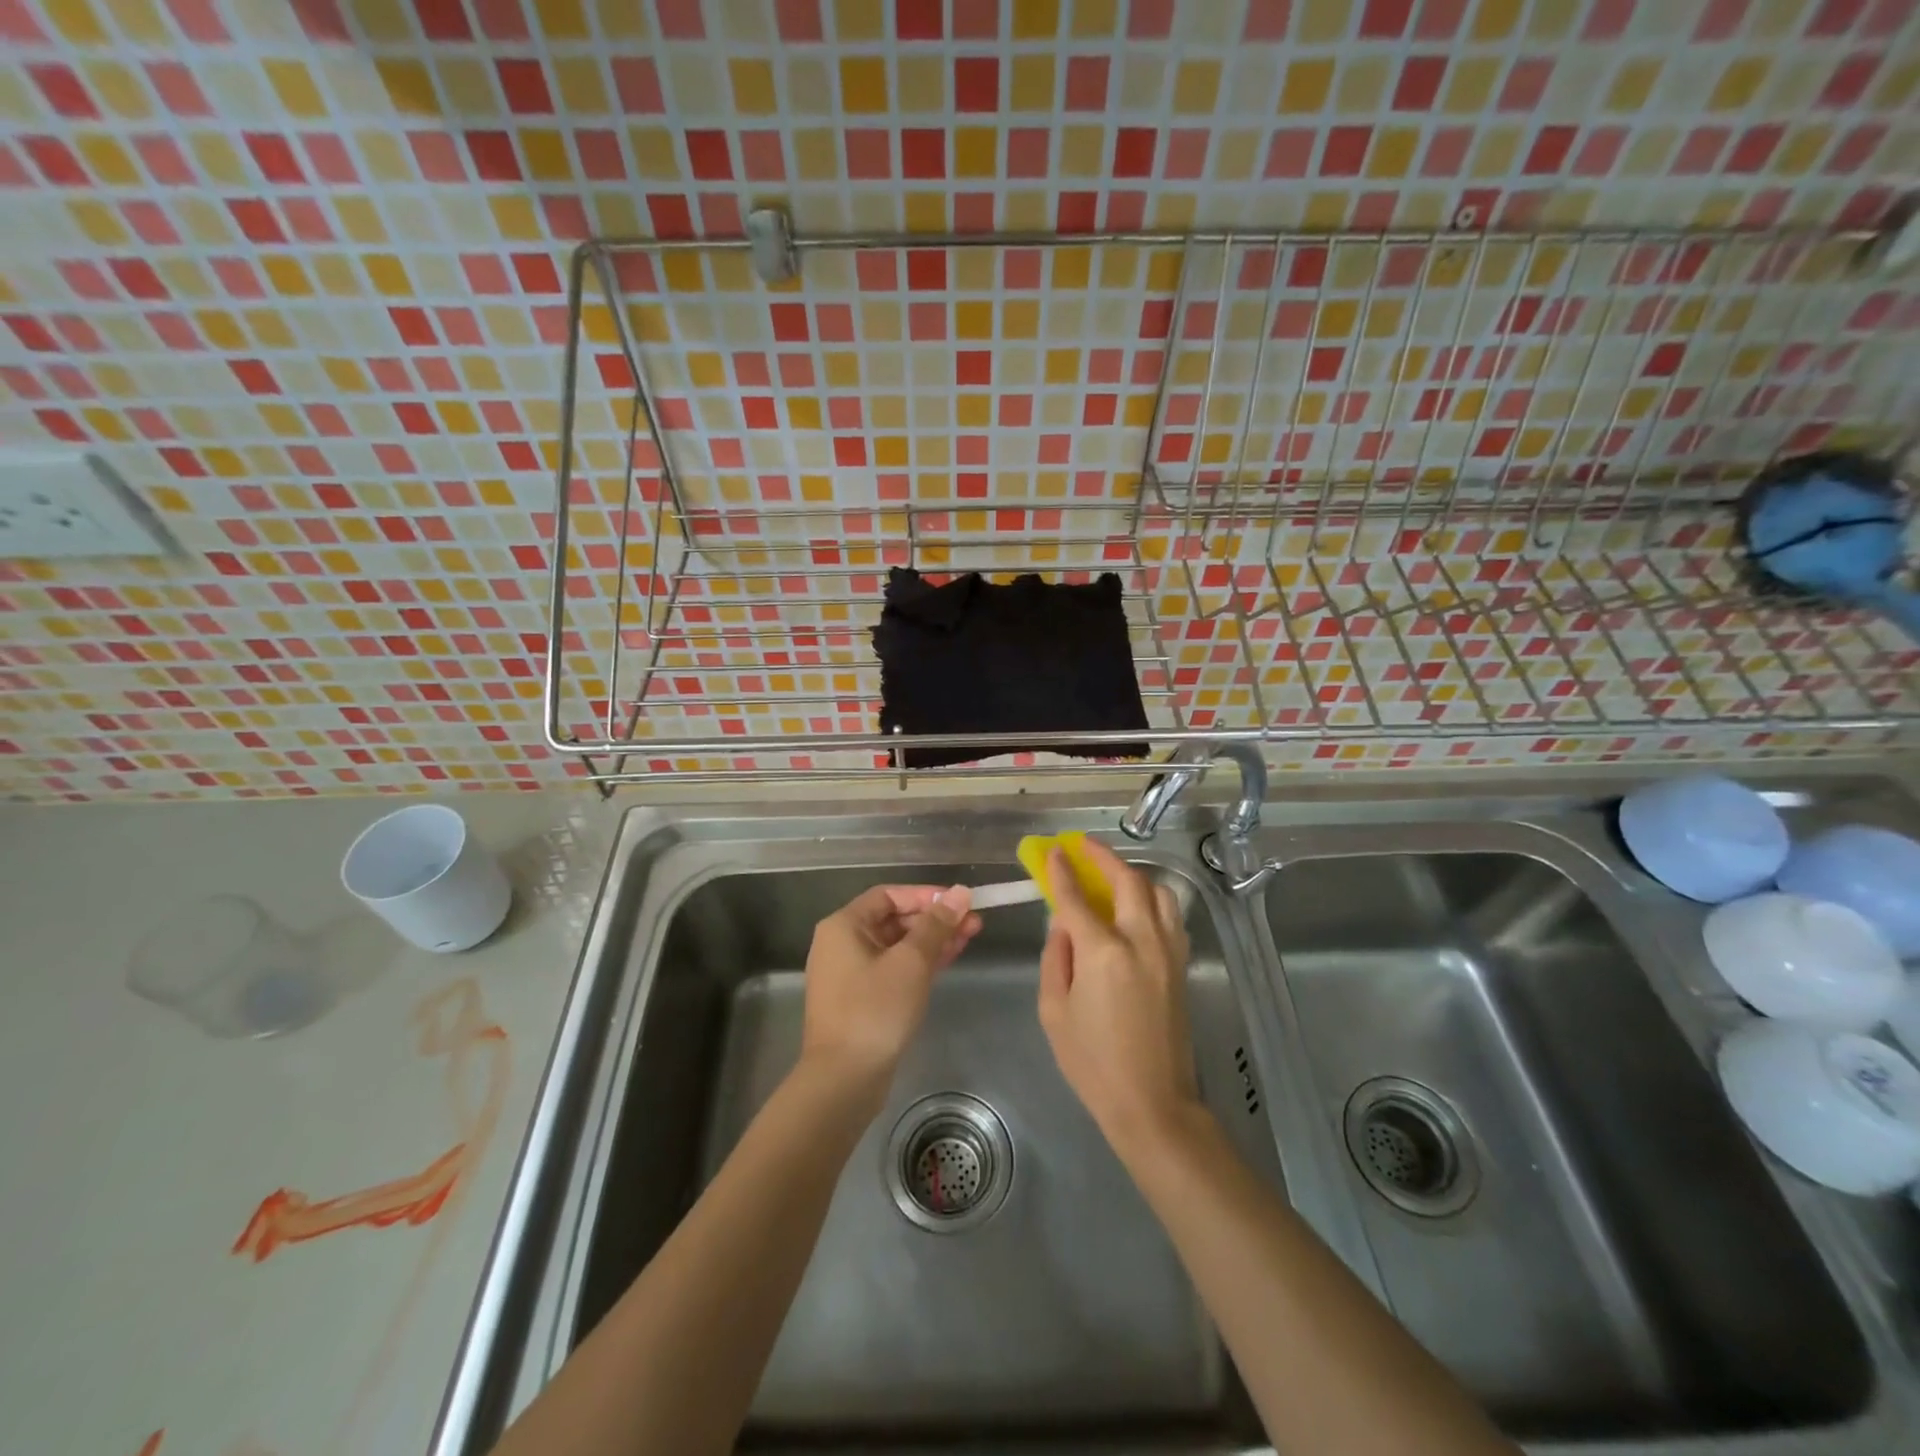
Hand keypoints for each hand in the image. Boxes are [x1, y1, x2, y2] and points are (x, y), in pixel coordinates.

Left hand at [800, 884, 980, 1096]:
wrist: (844, 1080)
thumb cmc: (875, 1010)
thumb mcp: (911, 962)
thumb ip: (937, 924)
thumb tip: (961, 892)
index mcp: (844, 926)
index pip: (889, 895)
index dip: (926, 895)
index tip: (959, 901)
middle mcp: (842, 944)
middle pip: (894, 919)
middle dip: (934, 919)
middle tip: (973, 921)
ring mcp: (851, 974)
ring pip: (897, 945)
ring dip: (932, 940)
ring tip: (971, 936)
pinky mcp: (862, 999)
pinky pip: (894, 968)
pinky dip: (920, 962)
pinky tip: (949, 959)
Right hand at [1037, 839, 1202, 1159]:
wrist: (1152, 1103)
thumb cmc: (1092, 1062)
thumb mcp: (1054, 1011)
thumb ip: (1056, 957)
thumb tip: (1063, 924)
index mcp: (1104, 953)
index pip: (1078, 899)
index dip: (1063, 871)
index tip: (1054, 851)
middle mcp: (1141, 941)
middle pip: (1127, 881)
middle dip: (1104, 857)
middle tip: (1084, 846)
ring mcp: (1168, 951)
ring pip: (1158, 892)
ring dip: (1133, 875)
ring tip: (1112, 875)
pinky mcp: (1181, 965)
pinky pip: (1170, 916)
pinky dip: (1153, 900)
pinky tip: (1137, 908)